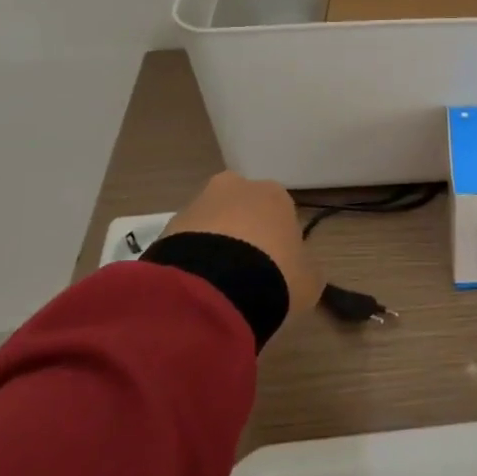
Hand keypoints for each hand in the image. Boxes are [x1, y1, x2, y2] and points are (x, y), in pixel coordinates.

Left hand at [159, 171, 319, 325]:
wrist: (213, 288)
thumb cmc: (274, 274)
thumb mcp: (309, 279)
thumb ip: (305, 268)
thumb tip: (299, 270)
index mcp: (275, 193)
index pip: (279, 213)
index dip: (278, 241)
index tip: (276, 267)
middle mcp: (236, 187)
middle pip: (242, 210)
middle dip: (242, 235)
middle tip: (244, 273)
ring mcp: (198, 204)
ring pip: (211, 224)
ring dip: (214, 247)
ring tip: (217, 286)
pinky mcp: (167, 227)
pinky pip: (186, 243)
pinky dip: (191, 261)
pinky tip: (197, 288)